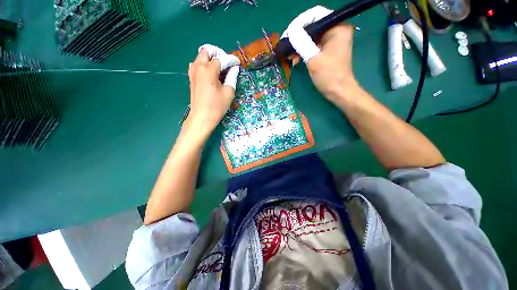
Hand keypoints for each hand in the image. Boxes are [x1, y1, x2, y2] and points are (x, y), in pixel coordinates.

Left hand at [185, 44, 239, 137]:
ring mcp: (193, 72)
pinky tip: (212, 75)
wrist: (202, 118)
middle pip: (207, 51)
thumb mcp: (228, 92)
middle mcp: (198, 67)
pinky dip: (204, 65)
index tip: (238, 63)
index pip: (222, 59)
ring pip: (200, 57)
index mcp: (208, 70)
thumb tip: (234, 68)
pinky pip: (197, 65)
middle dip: (218, 54)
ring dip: (210, 58)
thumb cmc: (217, 106)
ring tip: (220, 69)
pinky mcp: (191, 78)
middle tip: (226, 64)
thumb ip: (232, 77)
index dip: (231, 60)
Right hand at [281, 6, 359, 104]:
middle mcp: (335, 30)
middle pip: (313, 25)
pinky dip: (303, 52)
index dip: (299, 22)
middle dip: (297, 36)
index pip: (316, 15)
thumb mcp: (313, 59)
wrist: (338, 92)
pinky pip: (312, 46)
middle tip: (285, 45)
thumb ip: (302, 43)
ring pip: (311, 37)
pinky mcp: (327, 50)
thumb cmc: (329, 75)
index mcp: (337, 27)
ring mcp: (331, 41)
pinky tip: (295, 59)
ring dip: (299, 45)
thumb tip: (291, 31)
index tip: (288, 34)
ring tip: (289, 55)